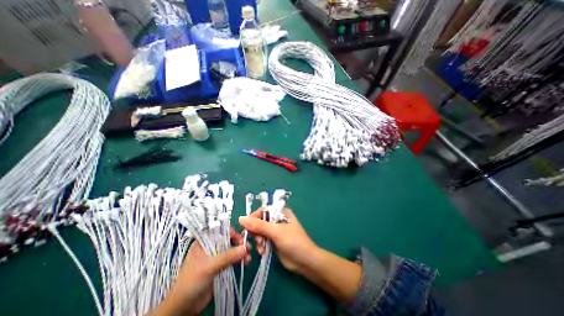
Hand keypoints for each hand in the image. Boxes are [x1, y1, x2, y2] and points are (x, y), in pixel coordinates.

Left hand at [153, 227, 252, 315]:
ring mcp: (217, 256)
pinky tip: (247, 261)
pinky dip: (240, 259)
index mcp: (204, 242)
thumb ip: (227, 256)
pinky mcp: (221, 266)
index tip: (240, 238)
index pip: (220, 231)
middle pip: (228, 239)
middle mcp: (211, 246)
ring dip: (241, 251)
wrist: (184, 307)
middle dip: (239, 242)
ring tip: (249, 256)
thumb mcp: (209, 267)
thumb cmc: (192, 281)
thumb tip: (245, 248)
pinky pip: (233, 259)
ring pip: (232, 249)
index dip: (231, 233)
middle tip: (247, 247)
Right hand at [238, 209, 316, 272]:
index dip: (253, 217)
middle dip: (256, 231)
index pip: (263, 210)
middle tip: (256, 240)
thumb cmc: (293, 242)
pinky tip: (262, 252)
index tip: (246, 227)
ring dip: (258, 239)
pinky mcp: (273, 240)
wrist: (305, 261)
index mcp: (280, 212)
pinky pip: (262, 239)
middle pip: (260, 221)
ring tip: (261, 247)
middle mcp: (277, 219)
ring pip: (260, 231)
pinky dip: (260, 245)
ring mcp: (275, 230)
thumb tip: (241, 218)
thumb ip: (259, 225)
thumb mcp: (276, 232)